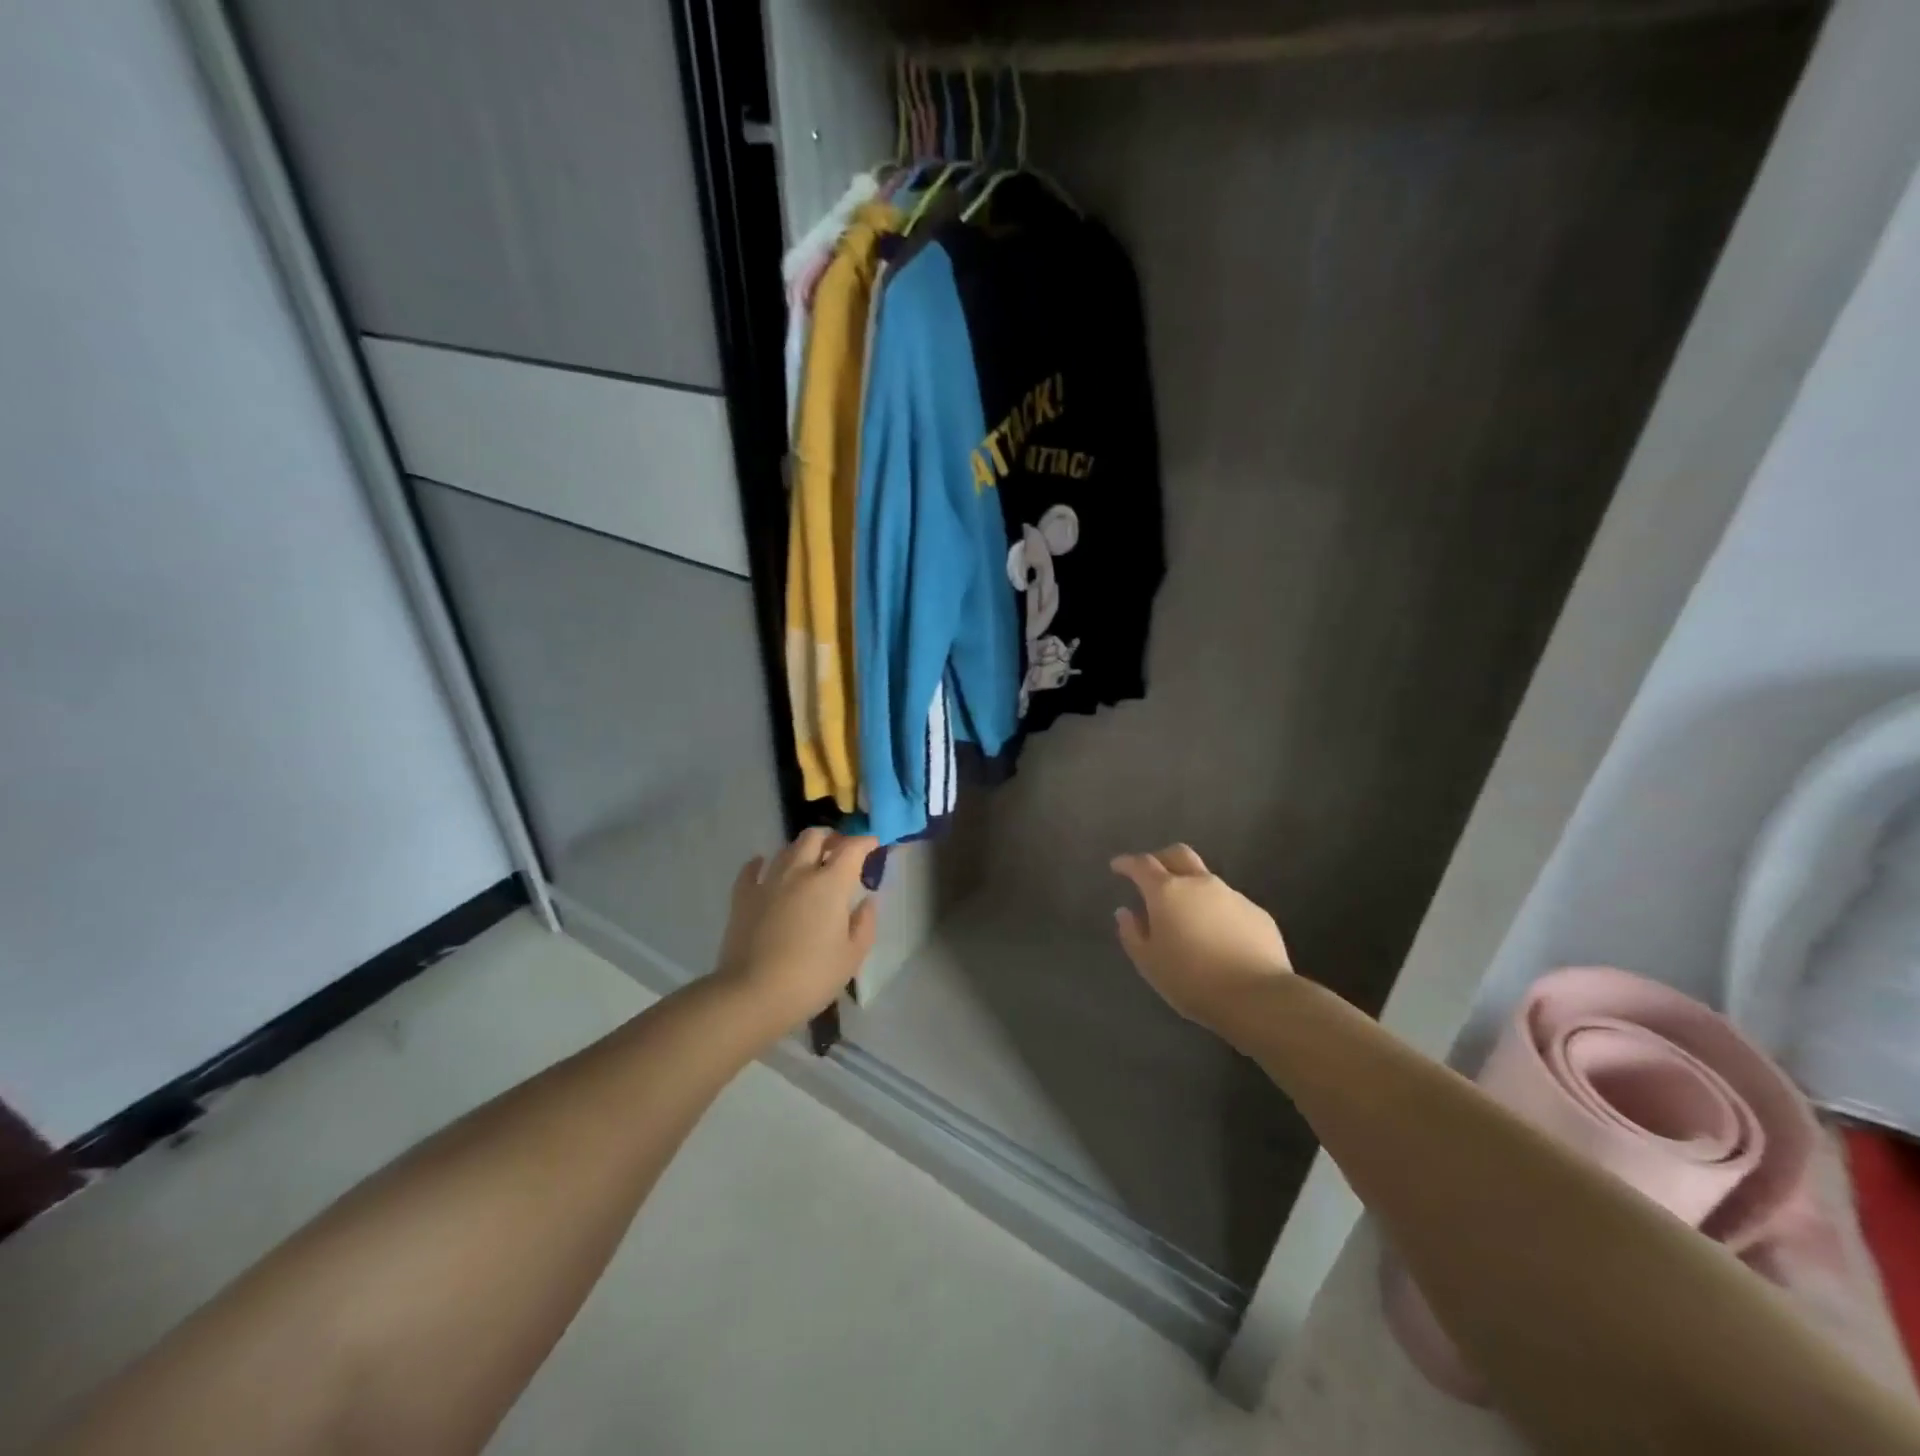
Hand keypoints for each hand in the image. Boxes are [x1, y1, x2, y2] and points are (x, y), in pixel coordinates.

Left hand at [714, 828, 878, 1038]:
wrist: (753, 994)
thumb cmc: (811, 977)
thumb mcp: (852, 956)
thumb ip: (865, 924)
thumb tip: (867, 902)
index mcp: (831, 884)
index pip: (852, 848)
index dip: (865, 842)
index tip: (873, 844)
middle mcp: (799, 873)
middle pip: (814, 837)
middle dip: (831, 837)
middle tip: (840, 850)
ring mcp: (768, 882)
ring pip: (786, 849)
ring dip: (802, 850)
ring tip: (809, 862)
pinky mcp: (742, 897)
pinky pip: (751, 870)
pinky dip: (760, 863)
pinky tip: (763, 866)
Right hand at [1112, 844, 1292, 1036]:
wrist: (1257, 997)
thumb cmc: (1191, 980)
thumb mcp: (1149, 963)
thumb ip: (1132, 933)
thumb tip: (1126, 912)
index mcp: (1167, 892)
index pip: (1142, 864)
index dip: (1127, 863)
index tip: (1117, 866)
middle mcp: (1199, 884)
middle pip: (1178, 854)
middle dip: (1161, 859)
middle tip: (1152, 876)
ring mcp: (1232, 895)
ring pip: (1206, 879)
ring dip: (1191, 887)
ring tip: (1186, 914)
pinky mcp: (1257, 913)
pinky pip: (1229, 903)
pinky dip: (1216, 910)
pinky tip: (1217, 935)